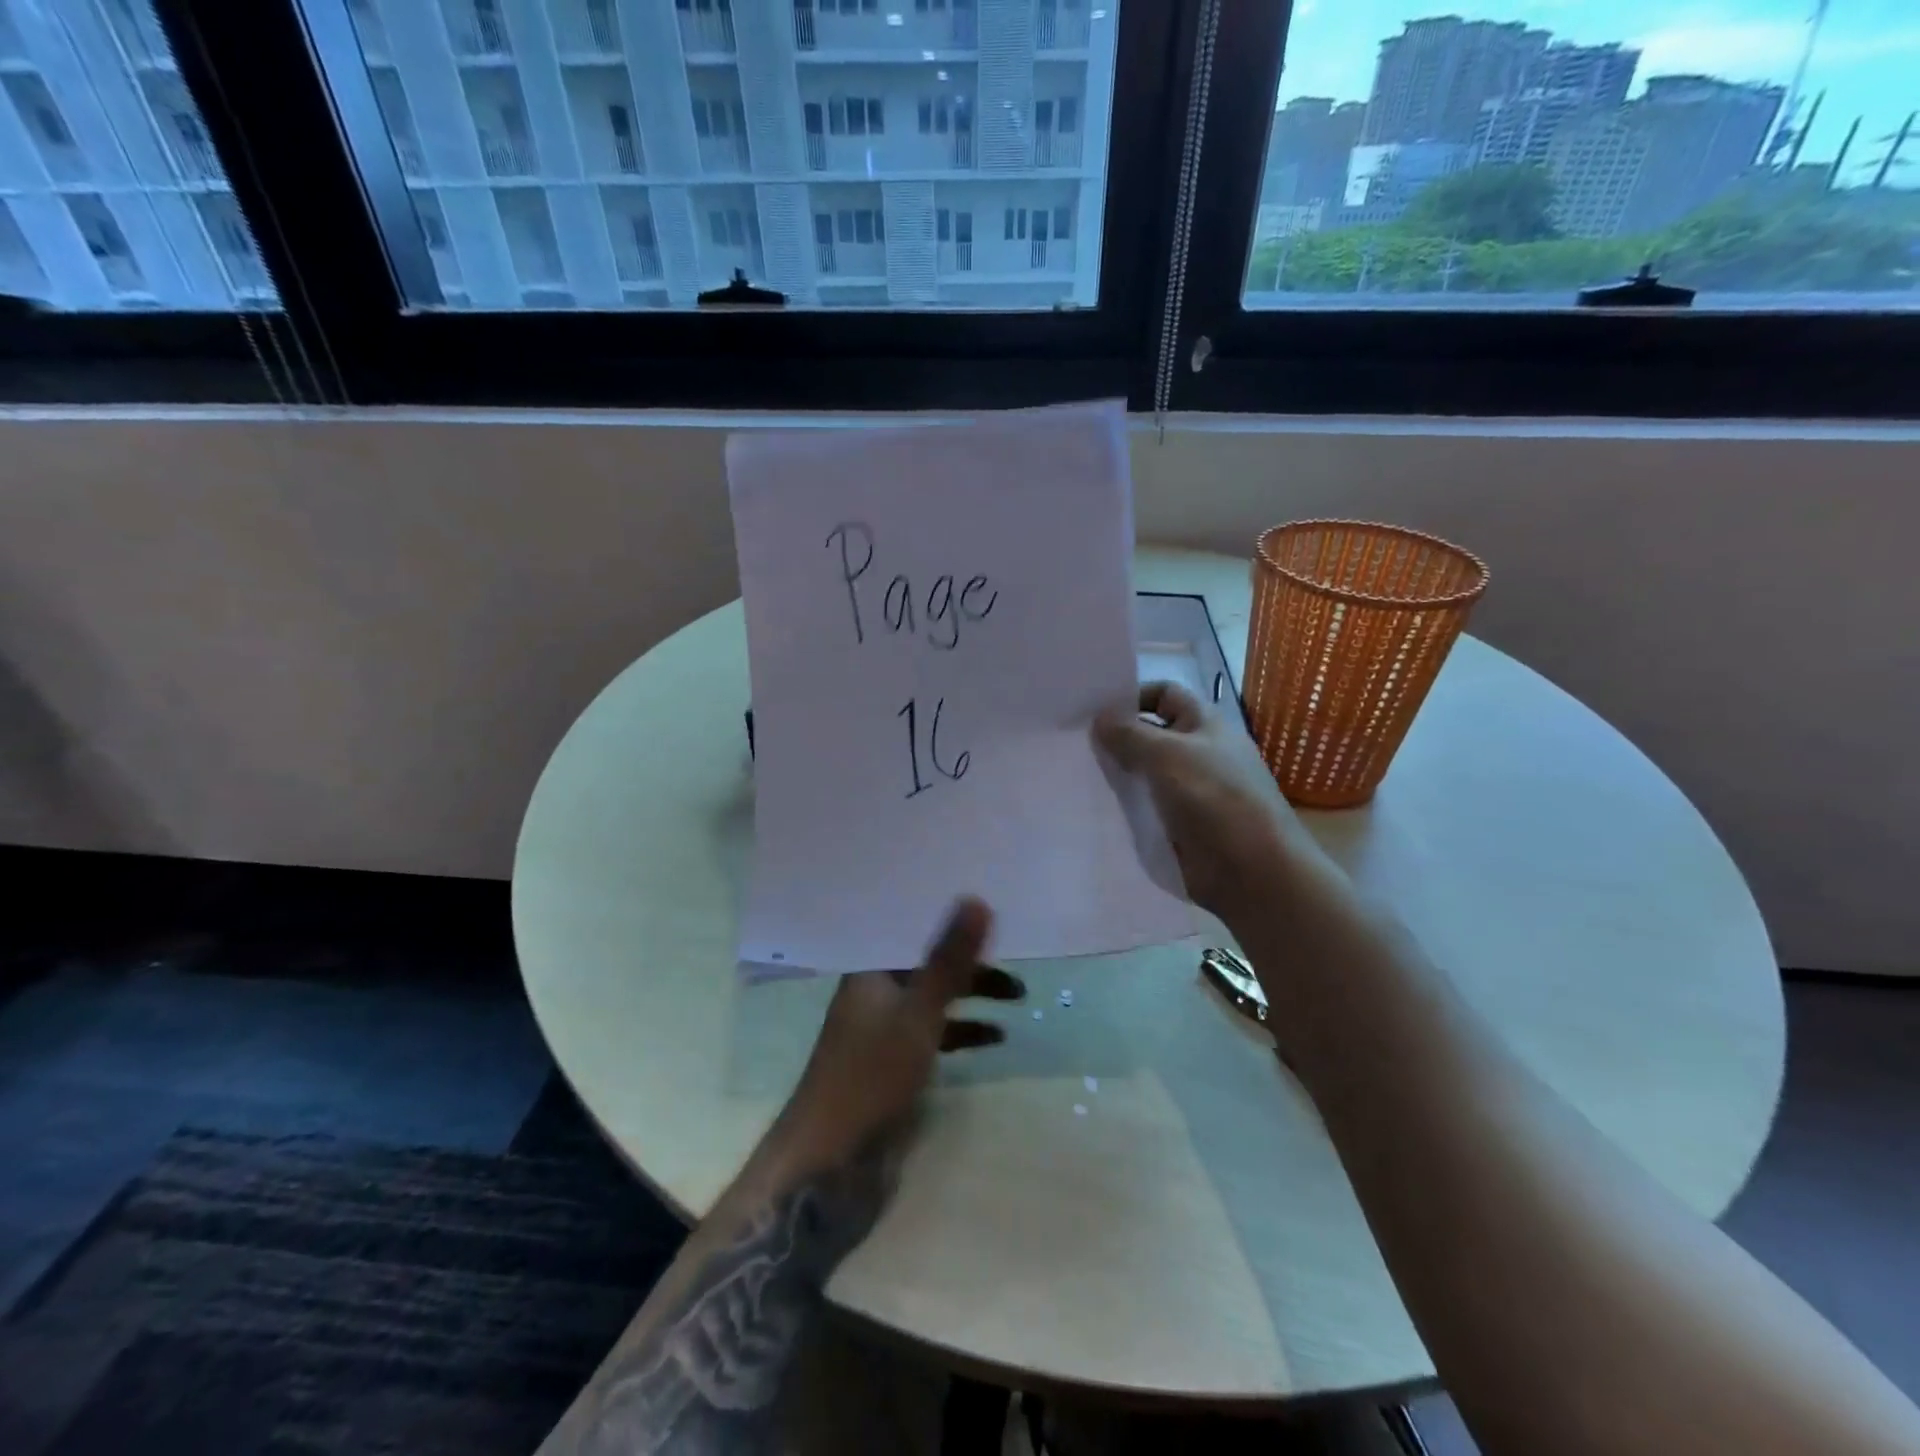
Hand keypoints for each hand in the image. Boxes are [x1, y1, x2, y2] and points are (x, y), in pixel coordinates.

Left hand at [784, 898, 1021, 1164]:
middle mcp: (875, 993)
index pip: (914, 930)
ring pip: (935, 999)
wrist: (830, 1162)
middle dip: (972, 964)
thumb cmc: (871, 1075)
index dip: (949, 919)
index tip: (991, 908)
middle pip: (930, 964)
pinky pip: (935, 1033)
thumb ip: (949, 960)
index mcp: (870, 971)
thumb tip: (976, 899)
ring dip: (972, 996)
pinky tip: (995, 1038)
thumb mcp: (918, 1013)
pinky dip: (963, 1032)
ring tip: (1017, 999)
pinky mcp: (894, 1064)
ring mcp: (884, 1030)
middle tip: (1016, 962)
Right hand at [1094, 682, 1312, 926]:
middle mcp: (1195, 753)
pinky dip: (1122, 807)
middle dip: (1115, 738)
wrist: (1250, 870)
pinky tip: (1091, 807)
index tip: (1093, 711)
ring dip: (1115, 775)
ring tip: (1073, 774)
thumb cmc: (1215, 798)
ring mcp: (1186, 791)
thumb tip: (1099, 718)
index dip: (1132, 696)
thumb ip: (1129, 734)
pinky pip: (1143, 808)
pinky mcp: (1176, 825)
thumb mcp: (1168, 755)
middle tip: (1070, 743)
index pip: (1164, 694)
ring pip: (1142, 774)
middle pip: (1148, 735)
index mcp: (1203, 725)